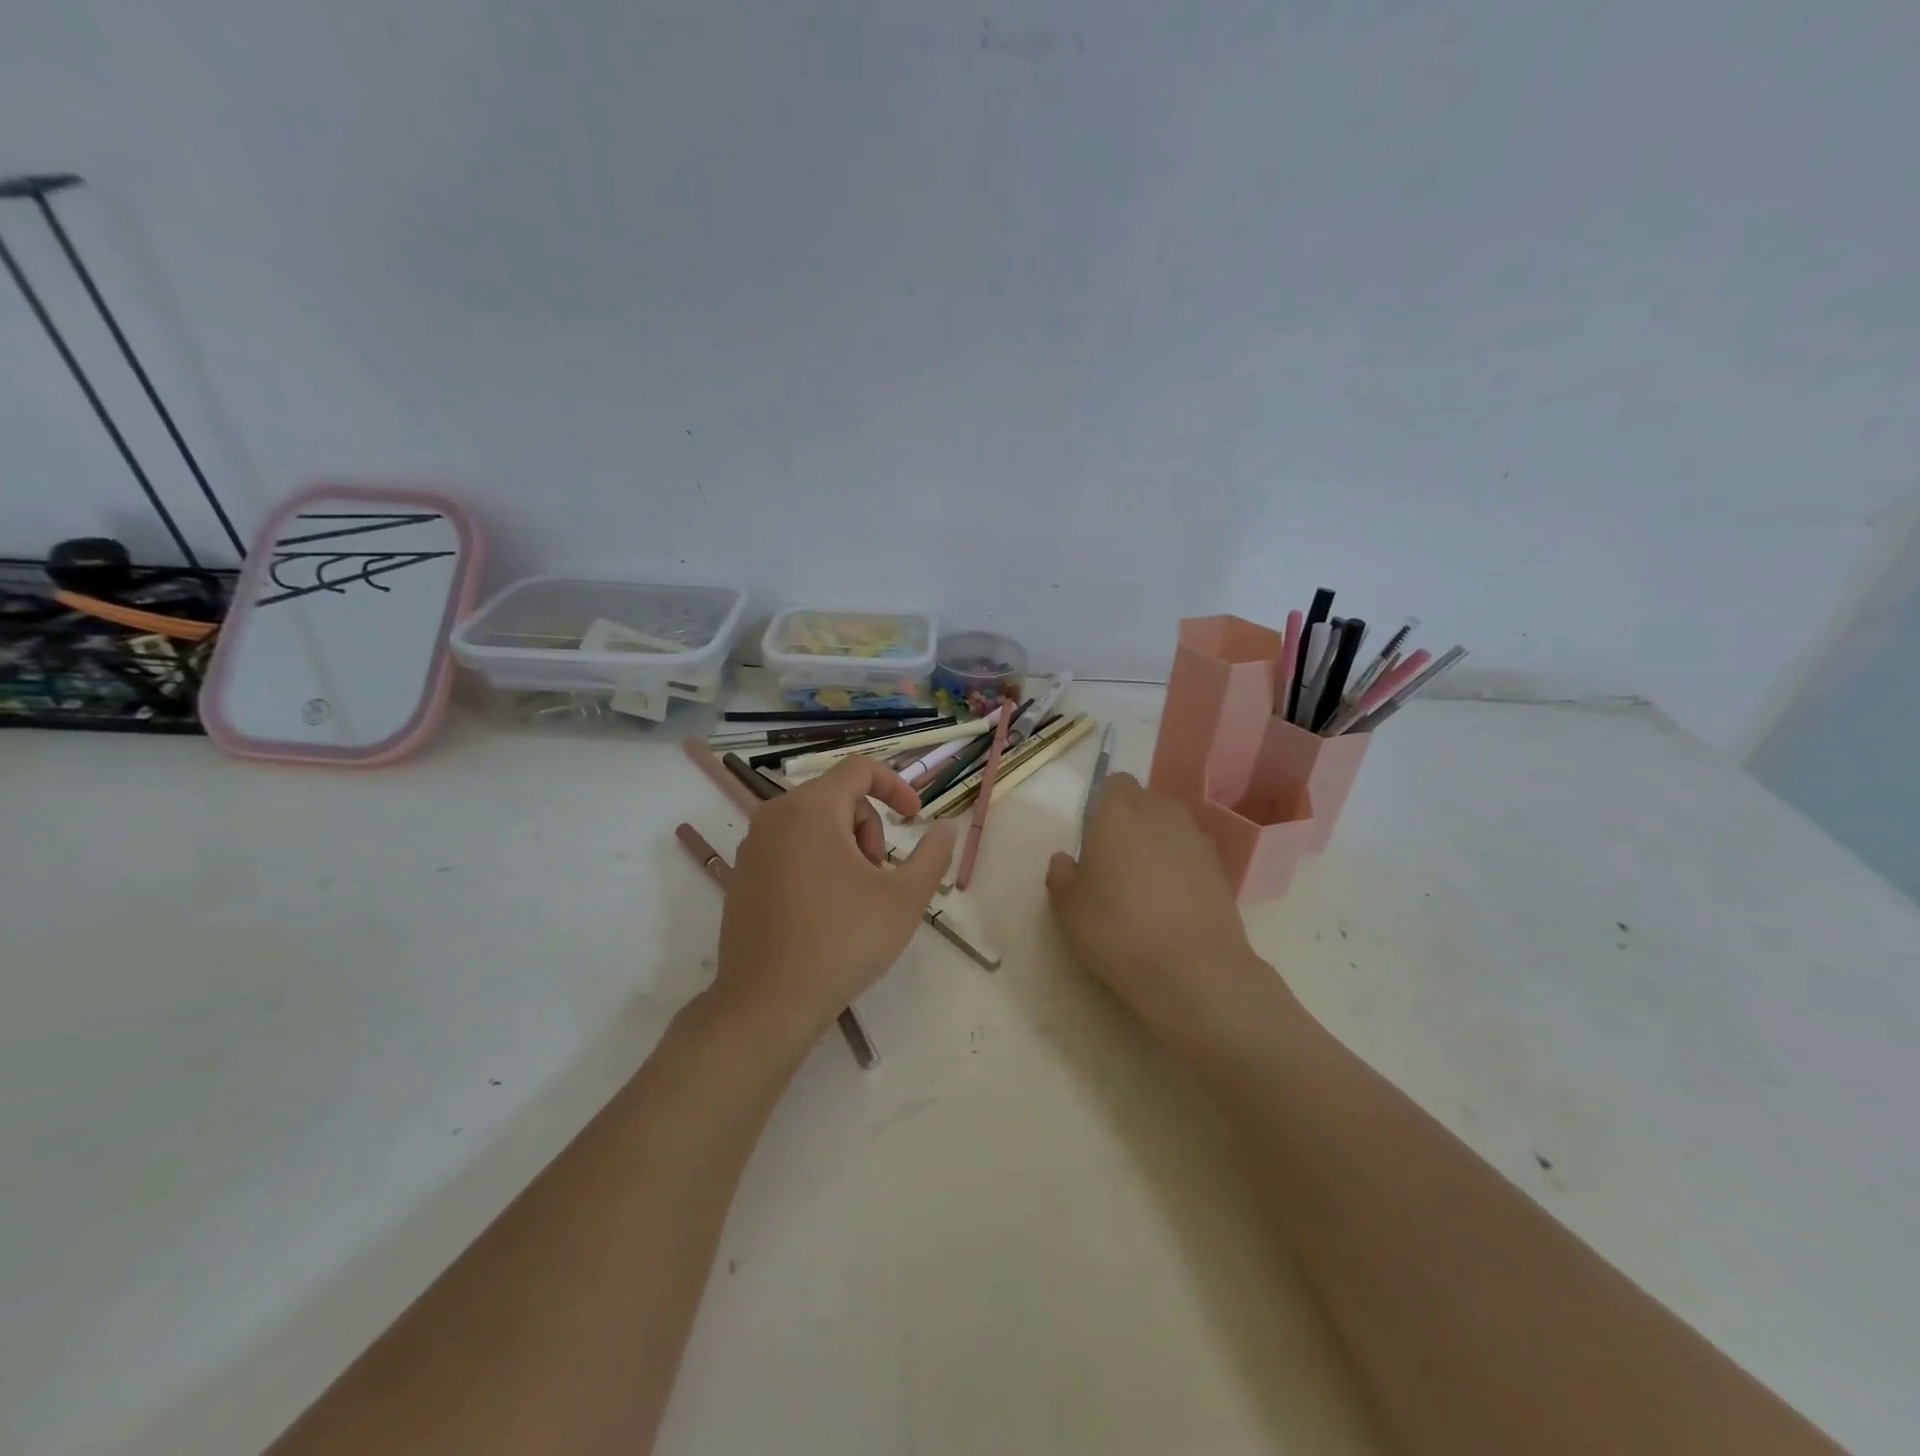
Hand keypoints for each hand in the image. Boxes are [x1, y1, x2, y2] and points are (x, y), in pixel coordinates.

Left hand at [715, 757, 955, 1051]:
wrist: (766, 1004)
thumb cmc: (842, 942)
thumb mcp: (904, 899)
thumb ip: (933, 855)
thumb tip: (945, 828)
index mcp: (811, 809)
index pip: (860, 769)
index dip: (896, 786)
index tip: (915, 819)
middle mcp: (774, 816)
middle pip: (838, 797)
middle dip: (870, 829)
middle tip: (880, 877)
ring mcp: (753, 846)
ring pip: (814, 824)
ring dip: (846, 847)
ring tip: (856, 898)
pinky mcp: (742, 876)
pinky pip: (790, 847)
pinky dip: (817, 862)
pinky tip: (825, 911)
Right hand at [1046, 774, 1270, 1054]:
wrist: (1193, 970)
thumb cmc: (1117, 929)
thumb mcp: (1068, 908)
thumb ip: (1061, 876)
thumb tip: (1065, 860)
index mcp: (1118, 812)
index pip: (1114, 783)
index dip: (1103, 805)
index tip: (1094, 838)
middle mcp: (1160, 813)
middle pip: (1144, 801)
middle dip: (1130, 821)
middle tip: (1115, 862)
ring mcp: (1196, 838)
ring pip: (1170, 826)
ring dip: (1157, 843)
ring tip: (1145, 884)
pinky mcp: (1221, 867)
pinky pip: (1191, 853)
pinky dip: (1181, 867)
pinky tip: (1171, 902)